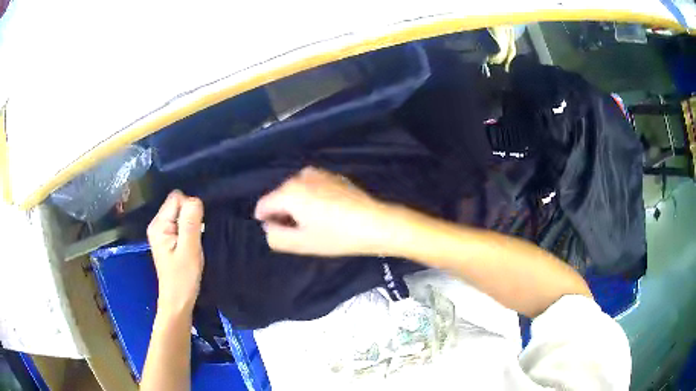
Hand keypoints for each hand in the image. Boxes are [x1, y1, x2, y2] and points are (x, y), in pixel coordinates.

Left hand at [147, 190, 204, 313]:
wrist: (177, 301)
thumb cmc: (183, 278)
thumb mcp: (189, 250)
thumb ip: (191, 223)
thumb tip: (195, 199)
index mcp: (159, 224)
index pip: (177, 198)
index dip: (190, 208)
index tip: (197, 228)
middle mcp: (157, 224)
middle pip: (178, 204)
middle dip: (190, 216)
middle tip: (195, 238)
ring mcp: (161, 231)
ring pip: (180, 213)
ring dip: (191, 224)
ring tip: (193, 242)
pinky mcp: (167, 238)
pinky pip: (180, 223)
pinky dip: (189, 230)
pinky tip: (191, 244)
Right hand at [254, 166, 395, 255]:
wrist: (376, 223)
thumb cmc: (337, 236)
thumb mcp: (302, 244)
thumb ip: (275, 237)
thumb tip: (269, 226)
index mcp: (289, 191)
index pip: (263, 205)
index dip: (267, 221)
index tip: (283, 234)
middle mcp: (300, 176)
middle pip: (279, 197)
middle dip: (284, 213)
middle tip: (302, 232)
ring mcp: (318, 173)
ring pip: (295, 191)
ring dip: (298, 206)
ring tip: (317, 223)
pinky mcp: (332, 175)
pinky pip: (311, 187)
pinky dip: (311, 199)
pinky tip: (328, 213)